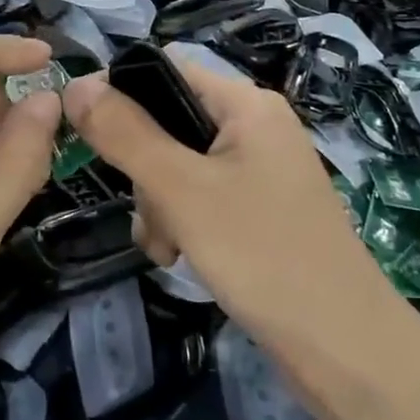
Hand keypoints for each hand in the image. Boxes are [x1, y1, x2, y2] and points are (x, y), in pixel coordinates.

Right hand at [63, 66, 395, 415]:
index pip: (166, 71)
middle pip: (169, 122)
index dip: (120, 95)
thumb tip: (74, 84)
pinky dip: (182, 221)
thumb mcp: (181, 190)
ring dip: (159, 204)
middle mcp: (256, 126)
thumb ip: (125, 134)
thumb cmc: (262, 254)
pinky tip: (179, 256)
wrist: (345, 348)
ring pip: (180, 165)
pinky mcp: (262, 208)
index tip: (87, 137)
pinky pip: (203, 196)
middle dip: (144, 170)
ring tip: (165, 248)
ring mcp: (261, 169)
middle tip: (149, 215)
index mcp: (246, 103)